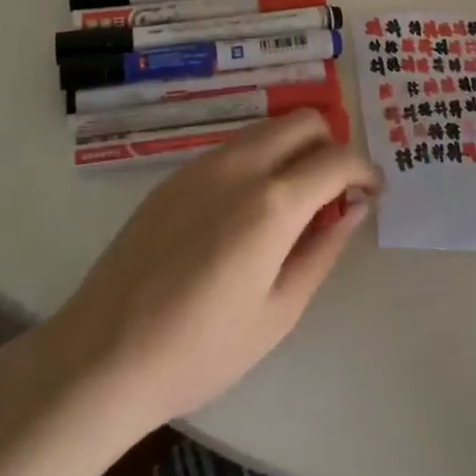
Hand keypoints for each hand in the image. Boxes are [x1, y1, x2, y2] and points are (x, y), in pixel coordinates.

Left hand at [39, 109, 379, 433]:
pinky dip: (261, 158)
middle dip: (331, 147)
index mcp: (273, 202)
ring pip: (268, 127)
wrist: (103, 354)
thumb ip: (323, 250)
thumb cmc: (200, 349)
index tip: (373, 193)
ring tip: (293, 202)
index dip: (365, 170)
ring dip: (295, 148)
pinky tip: (248, 209)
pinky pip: (235, 146)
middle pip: (304, 121)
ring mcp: (204, 163)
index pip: (338, 159)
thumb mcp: (278, 312)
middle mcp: (241, 165)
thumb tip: (354, 208)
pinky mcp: (177, 173)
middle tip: (333, 194)